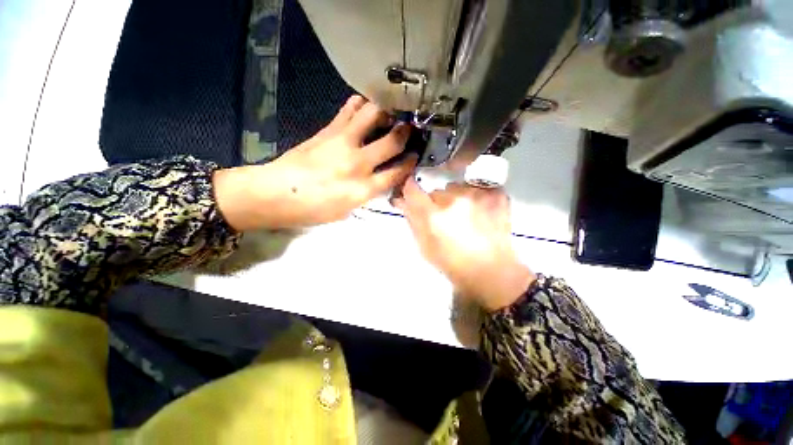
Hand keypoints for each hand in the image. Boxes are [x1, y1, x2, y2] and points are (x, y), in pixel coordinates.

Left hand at [215, 95, 416, 229]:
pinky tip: (365, 106)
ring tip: (390, 114)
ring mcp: (344, 143)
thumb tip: (379, 180)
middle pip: (392, 141)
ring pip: (373, 116)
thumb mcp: (346, 211)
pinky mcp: (329, 130)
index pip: (396, 172)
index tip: (414, 156)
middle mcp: (359, 163)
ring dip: (386, 112)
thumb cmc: (313, 210)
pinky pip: (350, 110)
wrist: (277, 193)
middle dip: (406, 134)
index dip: (409, 163)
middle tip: (410, 128)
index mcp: (364, 189)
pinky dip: (361, 105)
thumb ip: (366, 194)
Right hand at [394, 178, 534, 311]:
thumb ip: (412, 220)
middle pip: (437, 191)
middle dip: (437, 203)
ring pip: (457, 187)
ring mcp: (478, 194)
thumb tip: (401, 199)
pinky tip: (482, 214)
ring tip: (467, 218)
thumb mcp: (425, 246)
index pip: (412, 188)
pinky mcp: (496, 193)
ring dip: (456, 198)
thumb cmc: (453, 264)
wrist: (493, 272)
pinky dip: (475, 198)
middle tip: (446, 220)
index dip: (410, 189)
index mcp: (434, 215)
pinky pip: (476, 187)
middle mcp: (454, 199)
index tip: (413, 195)